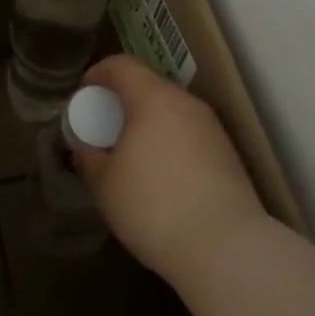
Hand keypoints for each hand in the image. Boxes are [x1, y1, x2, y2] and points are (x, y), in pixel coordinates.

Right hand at [73, 54, 269, 285]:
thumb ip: (89, 158)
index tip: (86, 91)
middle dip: (125, 100)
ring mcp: (211, 128)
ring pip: (172, 112)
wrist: (227, 249)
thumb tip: (86, 148)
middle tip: (107, 126)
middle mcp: (185, 103)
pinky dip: (171, 142)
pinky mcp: (229, 154)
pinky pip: (189, 135)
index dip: (99, 73)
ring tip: (134, 154)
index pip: (121, 65)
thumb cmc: (153, 207)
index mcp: (152, 98)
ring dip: (150, 123)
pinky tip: (163, 176)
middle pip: (149, 86)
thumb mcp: (105, 185)